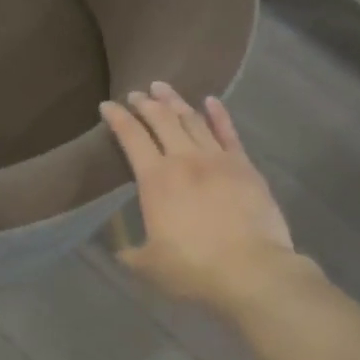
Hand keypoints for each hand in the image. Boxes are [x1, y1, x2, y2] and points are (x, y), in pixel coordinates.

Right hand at [100, 83, 295, 313]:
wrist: (251, 271)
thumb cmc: (193, 269)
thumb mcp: (147, 265)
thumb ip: (129, 252)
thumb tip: (119, 248)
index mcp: (155, 179)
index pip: (131, 137)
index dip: (117, 118)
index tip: (107, 105)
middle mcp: (184, 159)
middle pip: (162, 120)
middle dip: (146, 103)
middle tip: (136, 93)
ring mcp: (218, 159)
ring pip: (193, 120)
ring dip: (175, 102)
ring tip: (163, 88)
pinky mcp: (245, 167)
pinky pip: (228, 133)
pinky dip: (218, 114)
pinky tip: (210, 101)